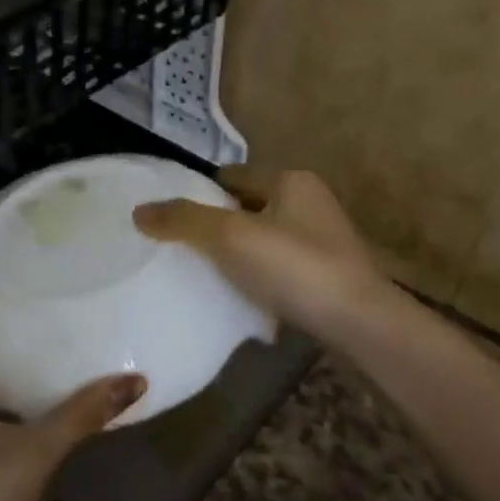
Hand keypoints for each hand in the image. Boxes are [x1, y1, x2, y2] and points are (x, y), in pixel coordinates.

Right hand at [132, 166, 382, 338]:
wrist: (360, 323)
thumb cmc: (295, 268)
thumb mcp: (231, 238)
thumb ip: (184, 220)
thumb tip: (139, 211)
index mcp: (291, 181)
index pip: (231, 176)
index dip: (199, 193)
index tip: (170, 217)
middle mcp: (310, 202)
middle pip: (246, 207)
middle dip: (216, 224)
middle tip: (180, 248)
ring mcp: (322, 239)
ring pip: (262, 238)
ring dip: (237, 253)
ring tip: (203, 274)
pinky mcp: (326, 273)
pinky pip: (278, 266)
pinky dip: (257, 275)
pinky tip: (239, 296)